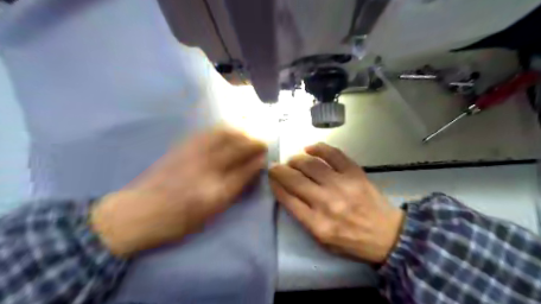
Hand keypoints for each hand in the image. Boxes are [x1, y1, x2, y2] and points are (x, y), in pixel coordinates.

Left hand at [91, 128, 267, 256]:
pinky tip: (227, 129)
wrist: (137, 212)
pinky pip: (208, 132)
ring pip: (224, 135)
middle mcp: (207, 168)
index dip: (258, 161)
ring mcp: (194, 154)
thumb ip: (232, 191)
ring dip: (241, 131)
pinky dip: (223, 129)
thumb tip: (249, 173)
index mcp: (215, 190)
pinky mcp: (182, 146)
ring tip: (249, 132)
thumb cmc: (177, 221)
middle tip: (263, 142)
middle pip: (238, 148)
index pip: (245, 170)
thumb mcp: (210, 213)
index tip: (266, 156)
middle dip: (254, 142)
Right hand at [268, 142, 402, 263]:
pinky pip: (333, 154)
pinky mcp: (355, 173)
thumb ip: (303, 218)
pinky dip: (318, 148)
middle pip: (295, 180)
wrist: (387, 235)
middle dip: (280, 170)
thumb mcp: (322, 240)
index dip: (275, 185)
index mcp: (317, 224)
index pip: (287, 198)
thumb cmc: (351, 241)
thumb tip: (287, 193)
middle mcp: (327, 203)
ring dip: (296, 159)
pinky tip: (309, 148)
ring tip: (293, 160)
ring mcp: (342, 185)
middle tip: (275, 166)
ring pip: (311, 164)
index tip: (270, 178)